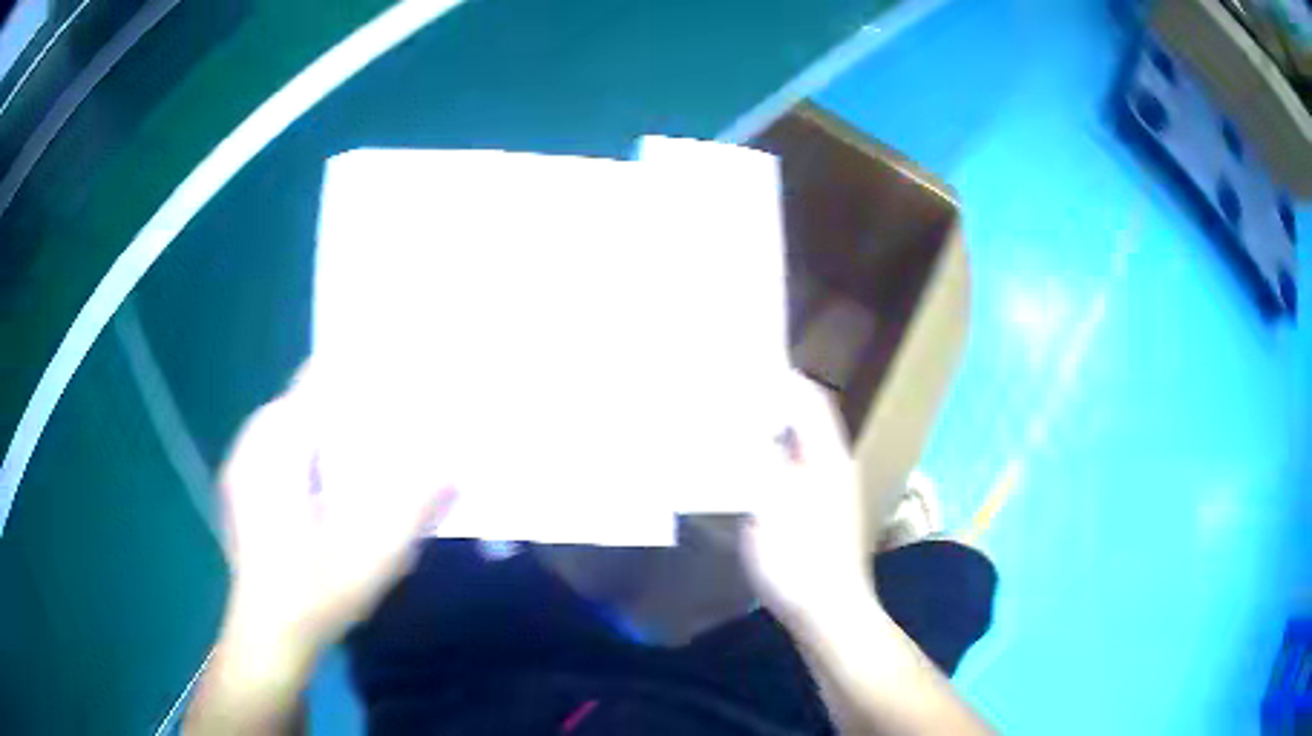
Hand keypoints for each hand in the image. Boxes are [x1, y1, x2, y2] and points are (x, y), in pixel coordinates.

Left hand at [216, 367, 454, 669]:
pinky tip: (330, 491)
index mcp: (277, 444)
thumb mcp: (374, 553)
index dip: (358, 375)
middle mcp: (253, 443)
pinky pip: (277, 452)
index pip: (317, 379)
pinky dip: (306, 457)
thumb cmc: (314, 592)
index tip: (398, 378)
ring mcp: (242, 466)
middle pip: (305, 402)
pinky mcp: (240, 490)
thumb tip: (453, 469)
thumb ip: (414, 506)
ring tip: (366, 454)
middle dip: (347, 409)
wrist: (266, 636)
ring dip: (326, 435)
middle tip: (392, 426)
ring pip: (290, 427)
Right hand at [740, 373, 874, 627]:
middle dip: (769, 404)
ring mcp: (827, 492)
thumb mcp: (772, 505)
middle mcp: (832, 466)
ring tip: (728, 426)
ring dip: (767, 434)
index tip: (744, 367)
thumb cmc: (800, 559)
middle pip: (802, 421)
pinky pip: (791, 472)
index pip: (809, 400)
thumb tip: (742, 421)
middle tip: (727, 396)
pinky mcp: (817, 514)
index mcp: (828, 457)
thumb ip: (757, 458)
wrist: (829, 612)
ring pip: (795, 448)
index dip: (782, 379)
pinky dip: (767, 461)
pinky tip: (741, 472)